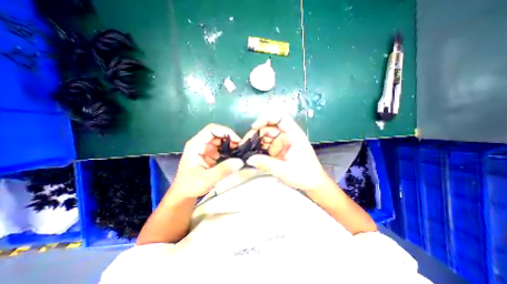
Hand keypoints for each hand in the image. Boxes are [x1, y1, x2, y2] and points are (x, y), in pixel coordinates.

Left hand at [170, 124, 245, 197]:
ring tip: (238, 152)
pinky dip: (228, 150)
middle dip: (230, 139)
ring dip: (230, 144)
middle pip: (217, 134)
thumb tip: (240, 161)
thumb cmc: (191, 185)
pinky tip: (233, 157)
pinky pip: (221, 148)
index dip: (225, 131)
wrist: (184, 194)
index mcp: (196, 145)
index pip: (211, 130)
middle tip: (240, 148)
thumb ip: (223, 170)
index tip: (237, 140)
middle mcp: (200, 144)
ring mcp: (205, 149)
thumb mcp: (207, 179)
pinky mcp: (209, 154)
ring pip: (220, 140)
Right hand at [243, 112, 330, 191]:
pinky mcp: (278, 150)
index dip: (266, 118)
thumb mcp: (286, 170)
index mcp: (294, 135)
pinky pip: (266, 145)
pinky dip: (259, 148)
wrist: (314, 183)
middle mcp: (287, 136)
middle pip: (269, 127)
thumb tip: (249, 159)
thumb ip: (267, 164)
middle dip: (256, 133)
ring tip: (246, 149)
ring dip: (256, 141)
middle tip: (245, 143)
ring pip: (266, 136)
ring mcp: (282, 143)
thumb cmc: (305, 175)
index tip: (254, 127)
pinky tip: (253, 153)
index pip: (280, 118)